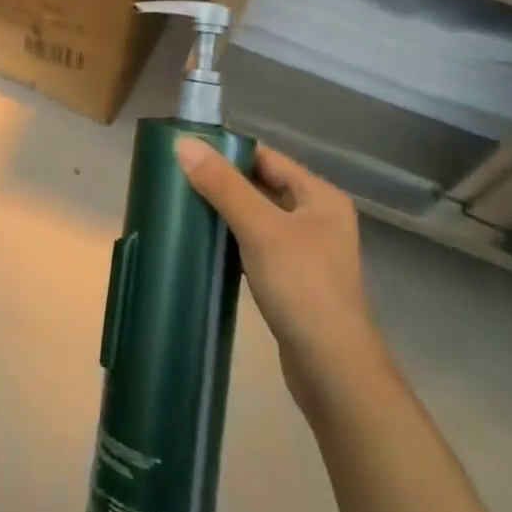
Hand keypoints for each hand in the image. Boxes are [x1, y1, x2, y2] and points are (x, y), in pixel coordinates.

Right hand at [175, 140, 382, 414]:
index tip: (189, 151)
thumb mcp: (260, 228)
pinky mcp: (295, 281)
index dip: (230, 152)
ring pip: (260, 218)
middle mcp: (319, 218)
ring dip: (228, 213)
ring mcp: (308, 252)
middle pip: (264, 186)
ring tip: (186, 207)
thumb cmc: (301, 286)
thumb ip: (223, 185)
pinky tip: (207, 245)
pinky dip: (234, 241)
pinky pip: (259, 247)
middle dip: (225, 182)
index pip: (268, 158)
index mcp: (320, 197)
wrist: (332, 368)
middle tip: (180, 178)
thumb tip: (184, 143)